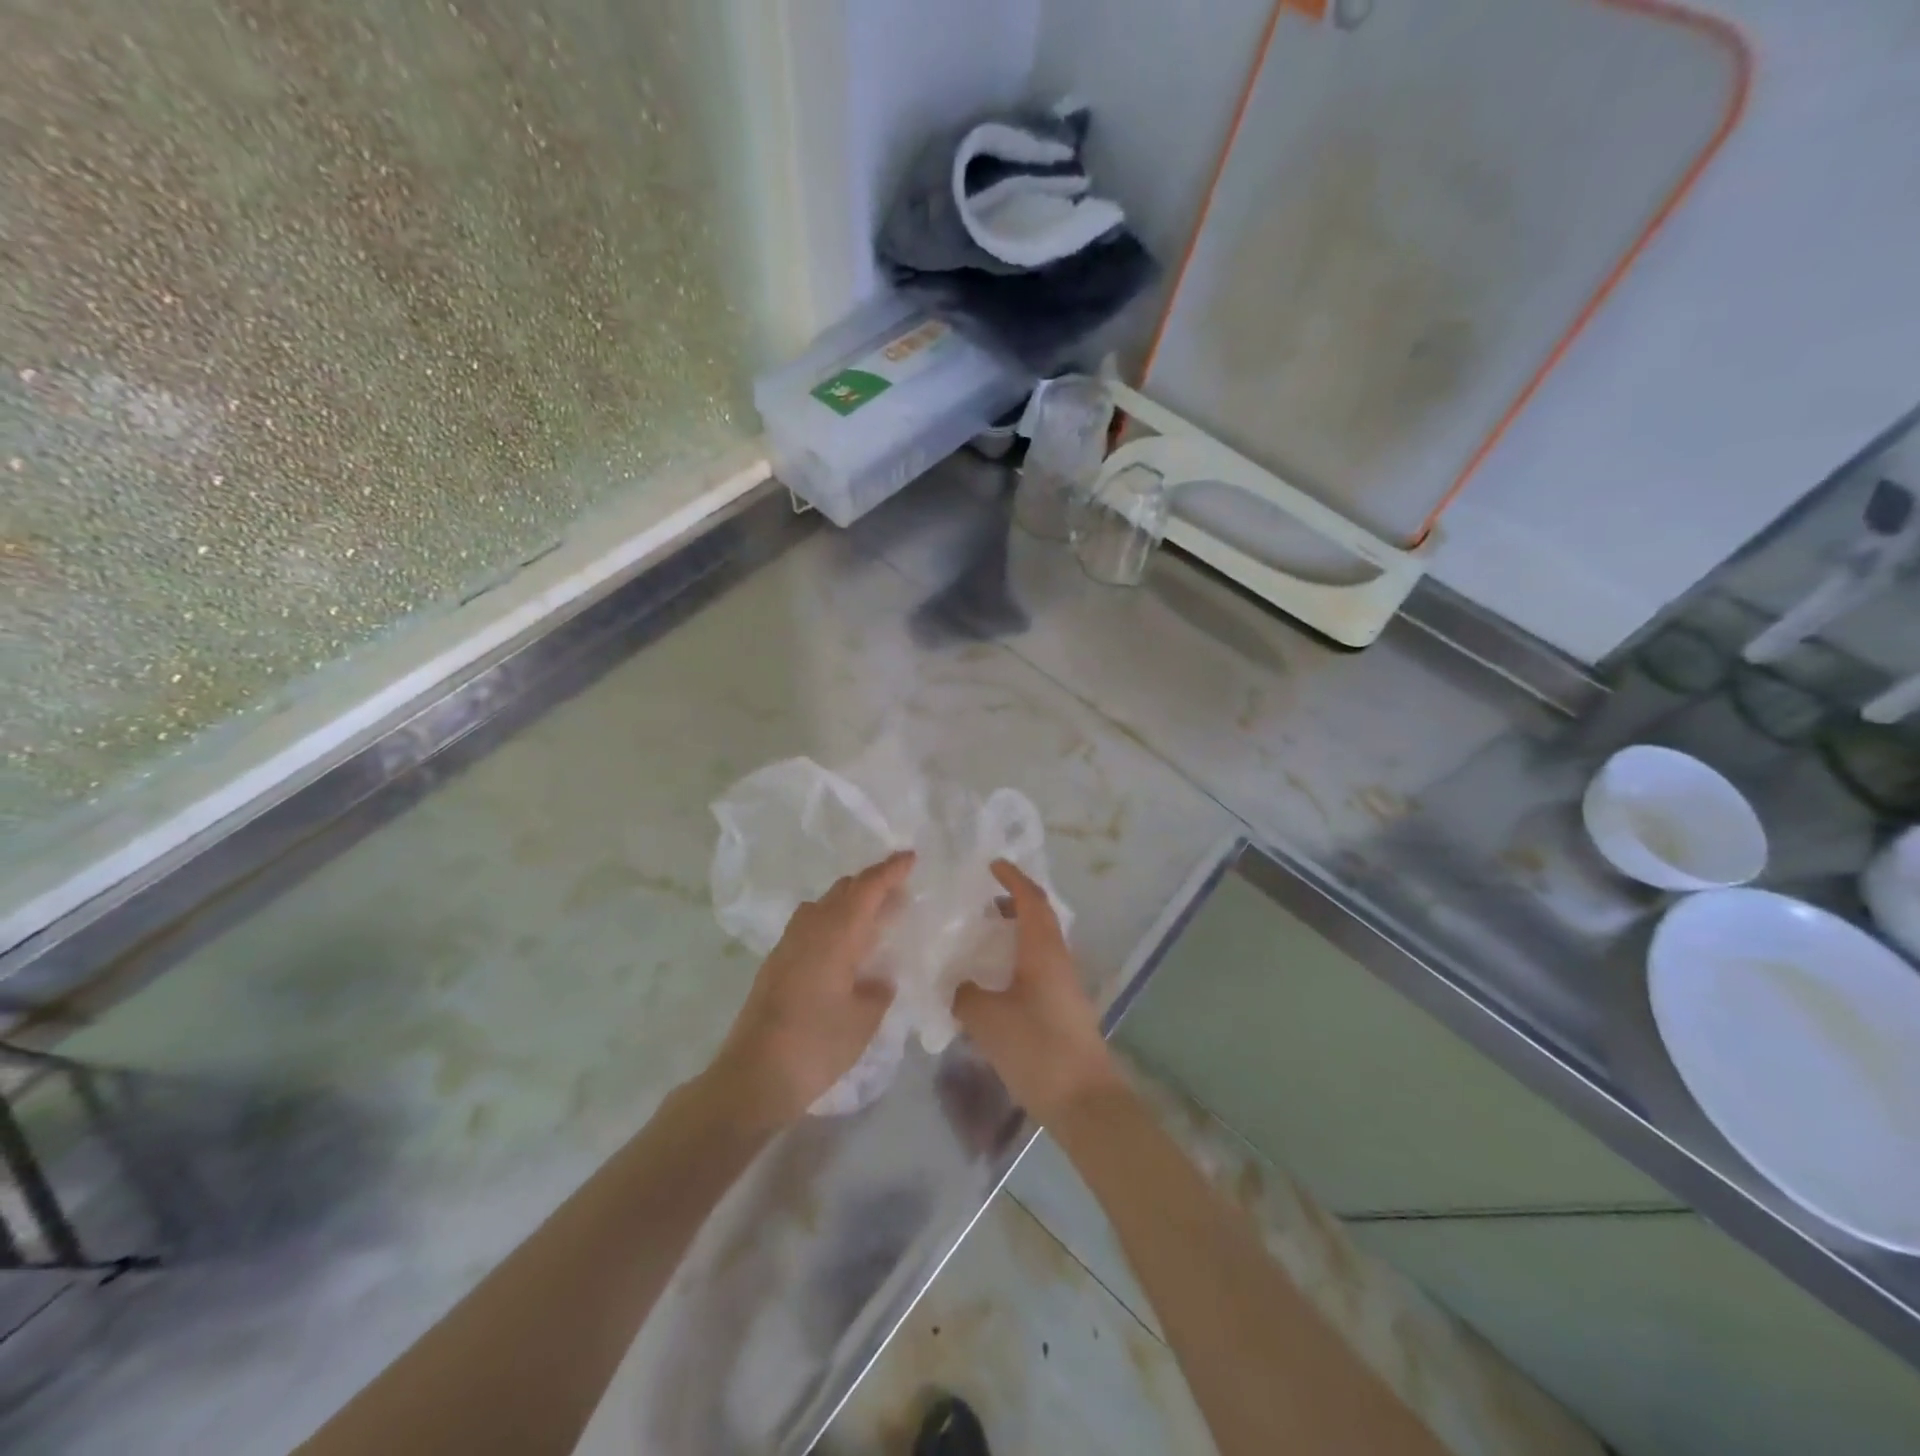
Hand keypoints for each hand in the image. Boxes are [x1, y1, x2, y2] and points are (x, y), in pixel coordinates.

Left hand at [707, 850, 913, 1128]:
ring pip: (823, 906)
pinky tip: (845, 947)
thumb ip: (877, 990)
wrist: (753, 1076)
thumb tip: (878, 979)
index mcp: (835, 934)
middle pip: (842, 890)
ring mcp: (788, 945)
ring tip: (875, 916)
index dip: (890, 871)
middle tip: (899, 889)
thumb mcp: (863, 1019)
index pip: (866, 889)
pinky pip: (811, 925)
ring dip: (850, 902)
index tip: (910, 857)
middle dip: (871, 884)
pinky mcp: (776, 964)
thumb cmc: (816, 1044)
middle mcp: (810, 929)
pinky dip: (833, 922)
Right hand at [953, 861, 1121, 1124]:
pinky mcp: (1064, 1007)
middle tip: (983, 901)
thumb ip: (965, 994)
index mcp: (1043, 950)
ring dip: (1016, 931)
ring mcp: (1064, 985)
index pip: (1032, 900)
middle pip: (1039, 917)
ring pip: (1040, 943)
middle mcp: (1058, 959)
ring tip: (985, 937)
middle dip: (1014, 902)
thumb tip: (958, 985)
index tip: (992, 864)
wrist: (1083, 1100)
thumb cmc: (1036, 1048)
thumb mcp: (987, 1019)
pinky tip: (996, 980)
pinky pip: (1039, 967)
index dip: (1013, 878)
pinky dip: (1018, 958)